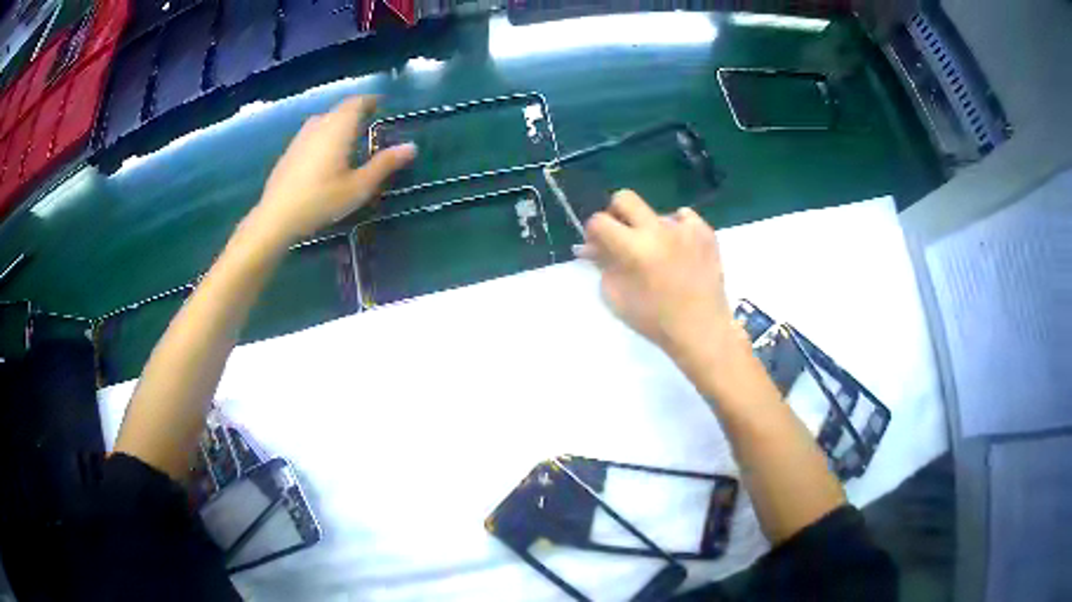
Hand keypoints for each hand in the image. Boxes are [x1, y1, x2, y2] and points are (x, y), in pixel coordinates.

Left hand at [251, 95, 415, 244]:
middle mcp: (320, 124)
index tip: (383, 105)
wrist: (276, 216)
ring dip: (340, 123)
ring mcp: (301, 136)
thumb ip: (385, 164)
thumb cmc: (321, 200)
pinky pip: (313, 133)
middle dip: (357, 112)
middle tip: (370, 124)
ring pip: (326, 120)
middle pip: (341, 109)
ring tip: (350, 139)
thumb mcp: (359, 186)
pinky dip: (326, 135)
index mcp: (339, 127)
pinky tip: (327, 156)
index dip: (372, 101)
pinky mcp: (290, 150)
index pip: (358, 102)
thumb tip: (411, 147)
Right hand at [577, 190, 738, 372]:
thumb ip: (602, 265)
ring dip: (649, 228)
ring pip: (655, 212)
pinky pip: (683, 217)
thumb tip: (590, 247)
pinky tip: (679, 249)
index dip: (592, 232)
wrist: (701, 330)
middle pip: (625, 198)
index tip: (597, 245)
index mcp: (634, 248)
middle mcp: (659, 230)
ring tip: (658, 254)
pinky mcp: (706, 232)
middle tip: (621, 236)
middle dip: (616, 214)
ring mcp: (685, 228)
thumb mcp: (617, 297)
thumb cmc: (655, 320)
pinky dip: (676, 229)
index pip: (599, 221)